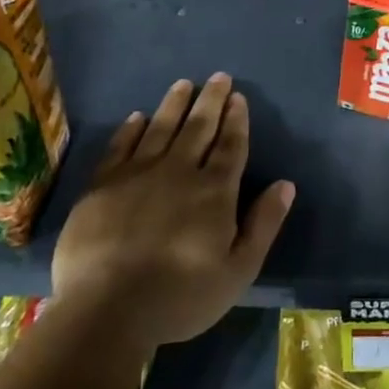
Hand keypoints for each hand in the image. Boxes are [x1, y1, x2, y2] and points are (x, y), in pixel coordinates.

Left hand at [52, 73, 294, 347]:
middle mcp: (180, 171)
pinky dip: (131, 129)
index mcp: (215, 190)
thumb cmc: (180, 296)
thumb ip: (263, 224)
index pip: (231, 145)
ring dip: (174, 104)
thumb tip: (286, 184)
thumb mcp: (238, 270)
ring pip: (161, 128)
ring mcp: (138, 175)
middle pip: (199, 127)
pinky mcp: (102, 186)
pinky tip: (137, 117)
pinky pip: (120, 147)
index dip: (236, 120)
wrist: (106, 311)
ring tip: (184, 84)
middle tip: (219, 77)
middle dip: (212, 100)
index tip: (239, 97)